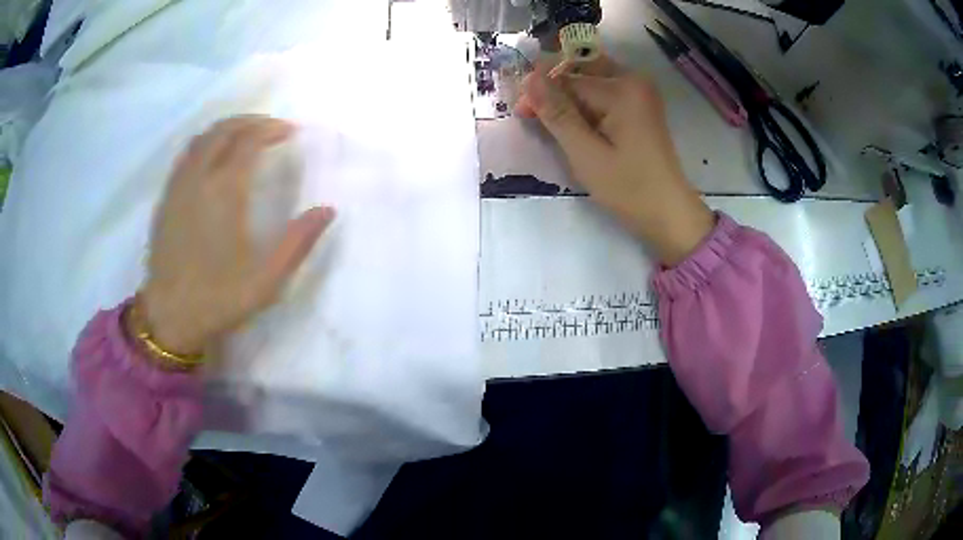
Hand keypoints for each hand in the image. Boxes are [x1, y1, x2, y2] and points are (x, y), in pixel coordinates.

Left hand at [141, 116, 334, 355]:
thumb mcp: (267, 279)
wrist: (169, 317)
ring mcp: (178, 186)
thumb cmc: (219, 298)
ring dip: (227, 128)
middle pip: (224, 130)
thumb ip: (298, 242)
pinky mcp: (166, 198)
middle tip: (271, 127)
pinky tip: (214, 157)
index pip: (249, 140)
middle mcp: (199, 178)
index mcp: (225, 192)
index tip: (290, 131)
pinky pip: (187, 155)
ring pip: (202, 138)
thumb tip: (327, 210)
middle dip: (251, 121)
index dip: (272, 129)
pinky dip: (206, 143)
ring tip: (246, 135)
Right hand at [516, 57, 714, 265]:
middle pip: (580, 71)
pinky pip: (604, 94)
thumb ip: (557, 113)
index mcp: (623, 88)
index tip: (520, 113)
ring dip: (567, 98)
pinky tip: (574, 125)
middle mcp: (634, 80)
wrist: (669, 214)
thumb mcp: (586, 153)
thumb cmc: (629, 188)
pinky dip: (585, 106)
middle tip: (533, 114)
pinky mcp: (640, 107)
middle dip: (553, 89)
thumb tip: (529, 78)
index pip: (568, 78)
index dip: (540, 92)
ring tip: (551, 124)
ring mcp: (640, 93)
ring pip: (590, 81)